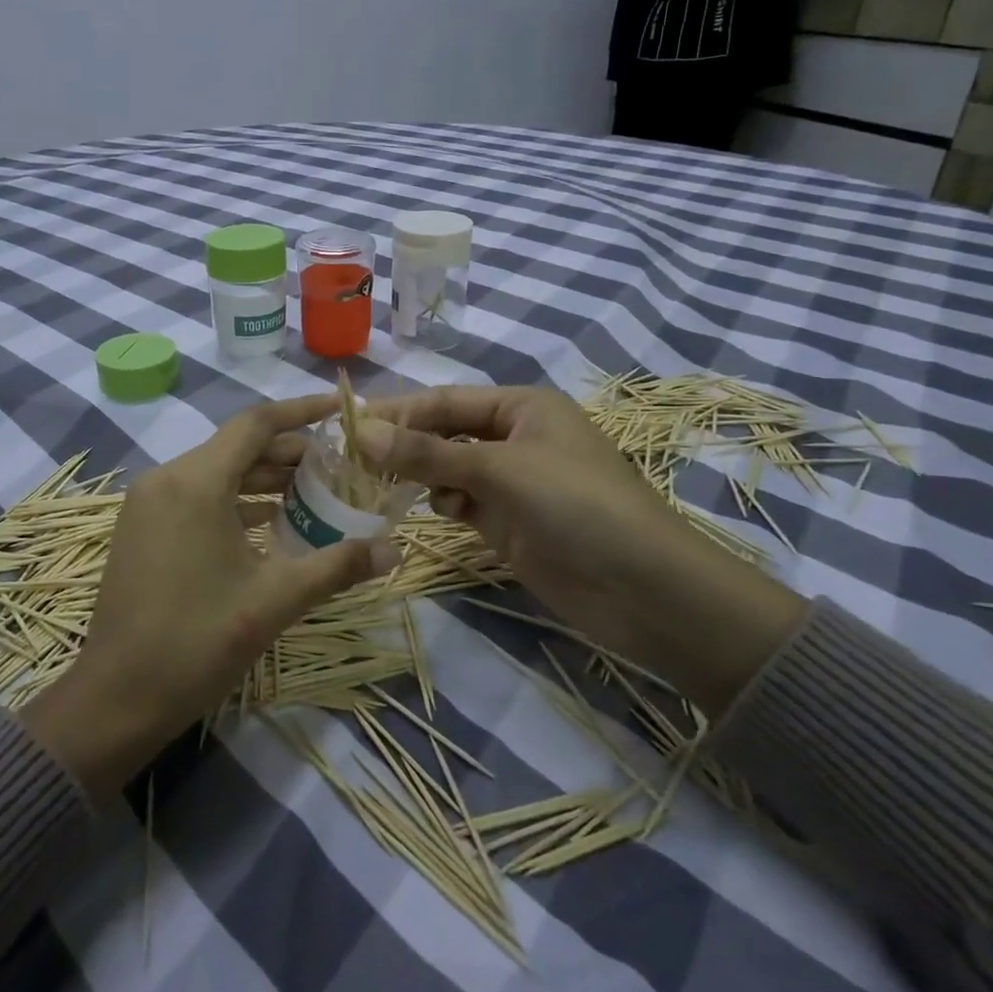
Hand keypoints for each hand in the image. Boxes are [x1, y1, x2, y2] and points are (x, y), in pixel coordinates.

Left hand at [23, 395, 398, 802]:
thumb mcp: (274, 600)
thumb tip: (395, 550)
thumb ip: (337, 566)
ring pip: (216, 472)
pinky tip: (271, 522)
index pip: (256, 424)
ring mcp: (148, 503)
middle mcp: (167, 478)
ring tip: (315, 490)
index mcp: (195, 481)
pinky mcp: (141, 528)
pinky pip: (197, 496)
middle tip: (338, 464)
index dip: (302, 411)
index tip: (341, 409)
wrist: (116, 697)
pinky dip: (235, 500)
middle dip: (289, 451)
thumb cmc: (198, 641)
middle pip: (237, 446)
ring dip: (263, 477)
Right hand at [359, 385, 804, 714]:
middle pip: (444, 433)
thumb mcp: (500, 471)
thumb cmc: (577, 506)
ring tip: (381, 489)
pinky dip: (443, 504)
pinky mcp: (509, 523)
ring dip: (420, 476)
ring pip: (448, 470)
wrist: (646, 590)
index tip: (346, 427)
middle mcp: (514, 438)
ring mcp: (512, 483)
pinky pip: (462, 503)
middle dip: (404, 445)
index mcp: (521, 407)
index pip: (445, 400)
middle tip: (350, 462)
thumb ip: (428, 453)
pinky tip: (437, 514)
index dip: (397, 411)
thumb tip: (361, 432)